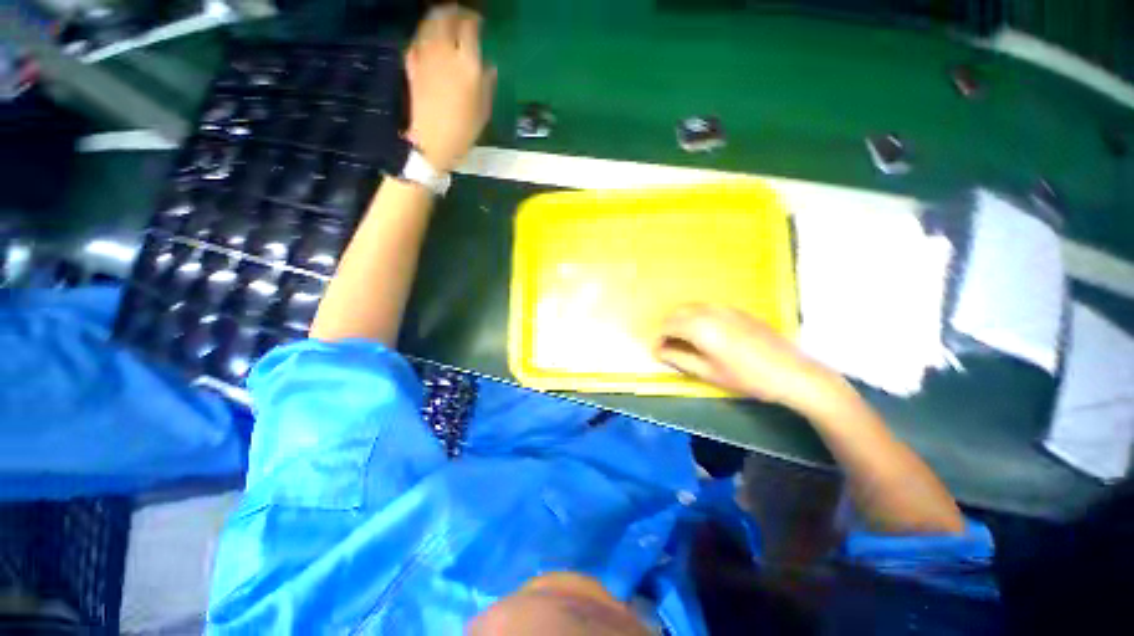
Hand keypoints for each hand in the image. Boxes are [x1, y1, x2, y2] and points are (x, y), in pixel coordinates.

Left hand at [405, 4, 495, 172]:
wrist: (434, 142)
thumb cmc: (464, 130)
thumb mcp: (484, 110)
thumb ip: (487, 83)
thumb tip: (489, 65)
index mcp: (467, 64)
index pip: (470, 28)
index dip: (475, 20)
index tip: (479, 23)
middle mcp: (445, 52)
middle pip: (446, 17)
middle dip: (454, 11)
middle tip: (461, 14)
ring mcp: (425, 56)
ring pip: (429, 23)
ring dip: (438, 16)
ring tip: (445, 19)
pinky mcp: (412, 64)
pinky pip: (417, 39)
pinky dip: (424, 33)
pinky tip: (429, 37)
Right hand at [655, 304, 840, 410]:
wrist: (793, 373)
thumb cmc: (747, 378)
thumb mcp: (709, 373)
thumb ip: (679, 359)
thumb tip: (660, 352)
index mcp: (700, 327)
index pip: (667, 327)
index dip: (658, 340)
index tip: (657, 353)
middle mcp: (709, 311)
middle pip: (676, 313)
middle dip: (667, 328)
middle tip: (668, 348)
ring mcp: (724, 308)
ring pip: (691, 308)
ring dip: (681, 321)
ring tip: (683, 342)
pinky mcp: (737, 310)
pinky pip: (706, 308)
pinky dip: (696, 318)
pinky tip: (704, 334)